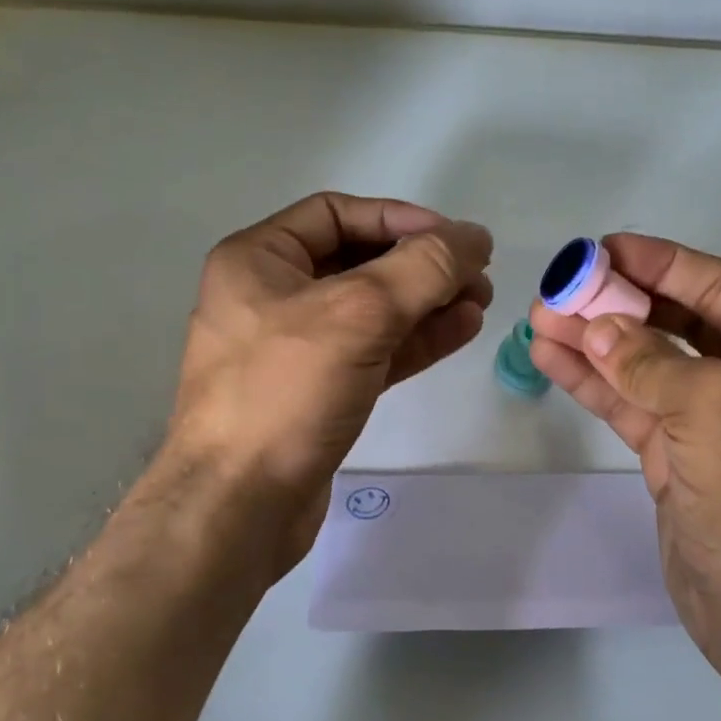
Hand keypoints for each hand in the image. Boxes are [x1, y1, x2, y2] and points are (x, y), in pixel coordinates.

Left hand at [165, 192, 492, 572]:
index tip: (456, 239)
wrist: (239, 506)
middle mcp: (271, 296)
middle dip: (421, 266)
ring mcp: (293, 349)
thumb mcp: (358, 314)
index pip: (337, 214)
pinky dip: (415, 340)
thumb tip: (474, 237)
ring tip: (481, 303)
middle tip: (478, 276)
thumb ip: (423, 268)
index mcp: (258, 260)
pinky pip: (372, 351)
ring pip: (372, 311)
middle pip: (359, 261)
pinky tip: (460, 331)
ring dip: (427, 303)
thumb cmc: (285, 392)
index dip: (400, 219)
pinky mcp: (317, 393)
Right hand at [529, 234, 720, 678]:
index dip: (660, 263)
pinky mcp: (675, 458)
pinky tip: (551, 359)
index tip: (604, 249)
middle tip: (561, 287)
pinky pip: (631, 406)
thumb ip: (649, 360)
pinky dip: (593, 383)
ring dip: (594, 342)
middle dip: (618, 305)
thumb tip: (598, 327)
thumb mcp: (712, 404)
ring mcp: (711, 422)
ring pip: (645, 366)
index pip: (718, 288)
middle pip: (676, 323)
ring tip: (539, 319)